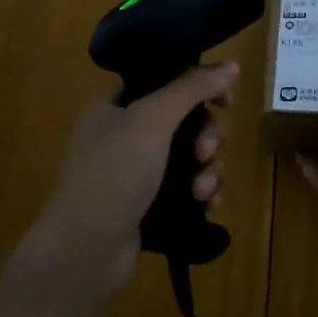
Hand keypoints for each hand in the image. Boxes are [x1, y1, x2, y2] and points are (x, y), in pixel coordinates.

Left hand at [32, 62, 238, 295]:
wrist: (85, 251)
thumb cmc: (114, 174)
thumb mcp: (152, 119)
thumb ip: (191, 88)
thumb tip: (231, 65)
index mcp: (116, 105)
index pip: (166, 81)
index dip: (199, 86)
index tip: (225, 101)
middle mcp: (125, 134)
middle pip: (186, 120)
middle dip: (206, 136)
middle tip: (204, 152)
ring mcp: (137, 172)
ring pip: (191, 157)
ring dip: (208, 169)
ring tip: (202, 191)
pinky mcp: (149, 204)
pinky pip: (188, 188)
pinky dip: (202, 192)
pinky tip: (206, 205)